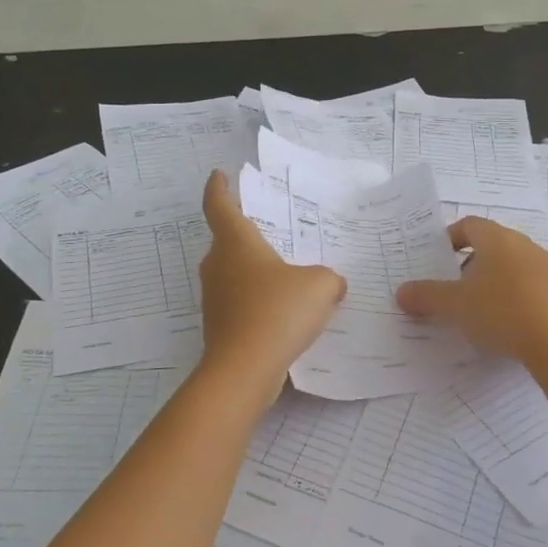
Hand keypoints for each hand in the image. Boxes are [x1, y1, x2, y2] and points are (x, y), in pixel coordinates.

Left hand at [198, 170, 345, 389]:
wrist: (244, 370)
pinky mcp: (220, 326)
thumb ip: (329, 278)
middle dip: (247, 235)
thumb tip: (331, 284)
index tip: (220, 176)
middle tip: (273, 231)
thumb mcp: (320, 285)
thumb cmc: (278, 311)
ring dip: (256, 272)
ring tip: (288, 274)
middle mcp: (218, 265)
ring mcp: (215, 298)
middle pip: (227, 241)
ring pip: (234, 274)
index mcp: (235, 243)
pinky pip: (241, 303)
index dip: (219, 188)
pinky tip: (286, 313)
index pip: (219, 204)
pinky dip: (258, 301)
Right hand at [396, 217, 547, 366]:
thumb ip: (426, 296)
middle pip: (492, 246)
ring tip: (481, 311)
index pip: (469, 224)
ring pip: (515, 268)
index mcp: (497, 239)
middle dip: (471, 265)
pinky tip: (510, 327)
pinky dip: (518, 300)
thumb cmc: (501, 311)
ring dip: (496, 283)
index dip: (450, 237)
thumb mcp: (455, 306)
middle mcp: (526, 246)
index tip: (438, 258)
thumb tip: (401, 292)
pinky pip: (534, 290)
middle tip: (454, 290)